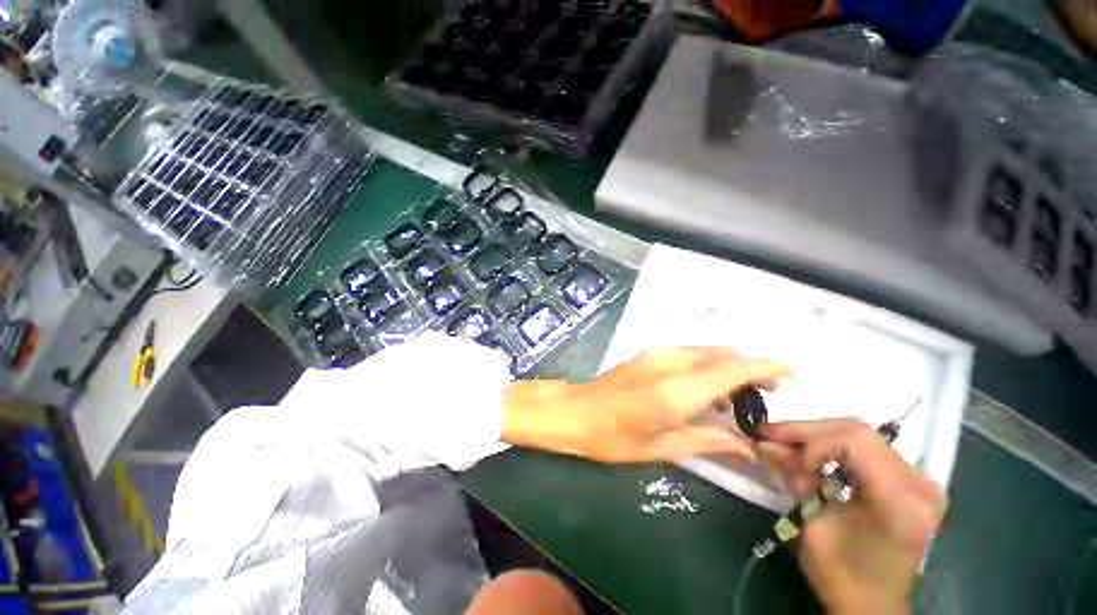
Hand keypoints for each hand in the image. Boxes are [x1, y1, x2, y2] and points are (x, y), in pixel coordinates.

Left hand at [502, 347, 790, 463]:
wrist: (575, 411)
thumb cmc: (614, 437)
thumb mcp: (663, 447)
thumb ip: (708, 440)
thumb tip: (746, 445)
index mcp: (676, 389)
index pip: (732, 368)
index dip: (765, 367)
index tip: (790, 373)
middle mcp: (669, 362)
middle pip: (721, 354)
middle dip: (748, 369)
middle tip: (763, 397)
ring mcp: (656, 354)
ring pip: (705, 351)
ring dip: (726, 367)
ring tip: (734, 400)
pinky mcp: (647, 354)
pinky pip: (688, 353)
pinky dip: (705, 366)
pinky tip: (703, 391)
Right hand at [758, 420, 946, 614]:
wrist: (873, 606)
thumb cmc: (843, 575)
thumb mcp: (813, 524)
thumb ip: (793, 477)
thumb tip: (761, 442)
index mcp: (901, 500)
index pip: (855, 441)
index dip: (812, 442)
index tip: (785, 457)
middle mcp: (919, 483)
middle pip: (857, 431)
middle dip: (807, 432)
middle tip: (771, 436)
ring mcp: (919, 480)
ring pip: (860, 434)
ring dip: (817, 437)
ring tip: (786, 446)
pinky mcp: (909, 482)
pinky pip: (867, 449)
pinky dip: (832, 447)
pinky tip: (811, 458)